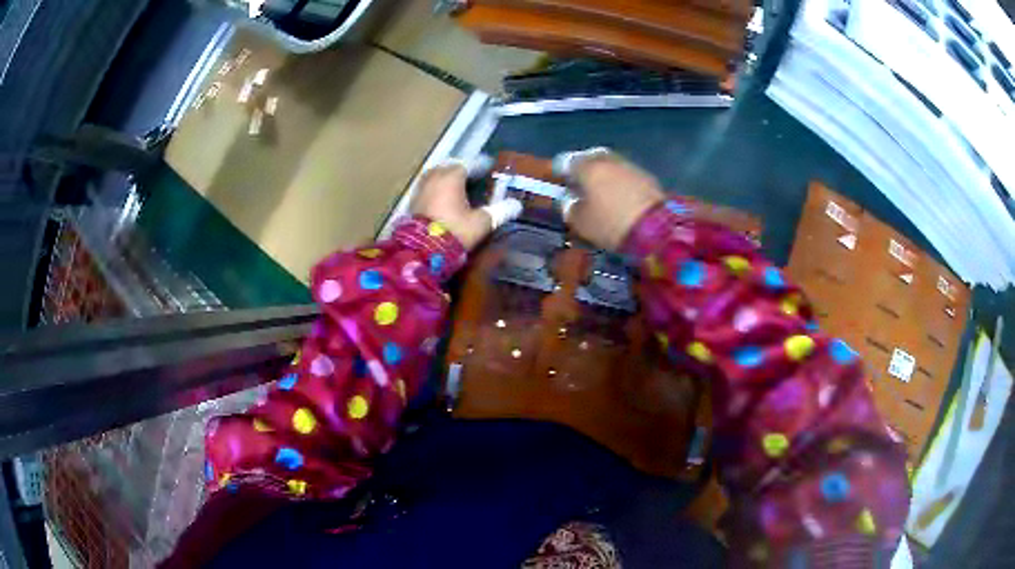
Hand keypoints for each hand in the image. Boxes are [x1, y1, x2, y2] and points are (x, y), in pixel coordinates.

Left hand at [411, 163, 492, 249]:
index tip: (490, 166)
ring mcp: (421, 188)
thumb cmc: (454, 232)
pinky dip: (437, 187)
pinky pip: (428, 187)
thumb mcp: (481, 223)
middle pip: (449, 166)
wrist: (420, 251)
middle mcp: (435, 177)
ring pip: (436, 175)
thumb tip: (516, 205)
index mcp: (452, 176)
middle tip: (473, 174)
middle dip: (461, 168)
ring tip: (457, 184)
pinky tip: (442, 197)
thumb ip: (500, 211)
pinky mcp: (412, 202)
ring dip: (446, 176)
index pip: (469, 164)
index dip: (481, 165)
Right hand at [559, 150, 664, 250]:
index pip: (566, 161)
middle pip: (591, 157)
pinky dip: (621, 182)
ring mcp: (630, 166)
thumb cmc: (610, 223)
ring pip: (610, 164)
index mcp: (587, 166)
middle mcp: (608, 159)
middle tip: (582, 185)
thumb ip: (569, 207)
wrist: (656, 229)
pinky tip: (621, 197)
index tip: (562, 185)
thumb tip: (570, 199)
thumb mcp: (580, 222)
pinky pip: (626, 175)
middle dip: (585, 168)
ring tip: (603, 193)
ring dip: (605, 174)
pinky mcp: (647, 176)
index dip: (562, 173)